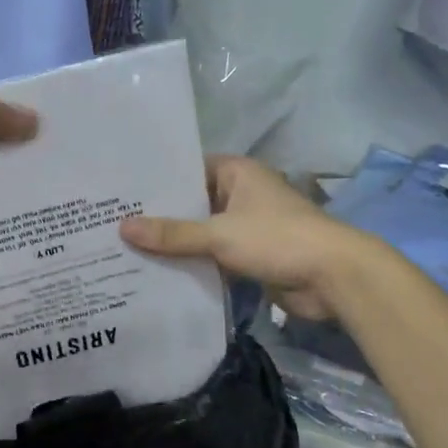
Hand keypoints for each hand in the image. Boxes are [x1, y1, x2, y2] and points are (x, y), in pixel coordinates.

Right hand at [120, 156, 360, 319]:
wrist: (334, 277)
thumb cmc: (278, 239)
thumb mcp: (219, 234)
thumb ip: (172, 234)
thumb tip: (122, 228)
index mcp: (237, 173)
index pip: (187, 169)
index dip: (157, 181)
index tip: (121, 192)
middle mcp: (240, 194)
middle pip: (192, 203)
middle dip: (160, 217)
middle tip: (113, 224)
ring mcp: (247, 226)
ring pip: (201, 232)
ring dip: (175, 244)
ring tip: (127, 250)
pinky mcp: (251, 256)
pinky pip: (213, 256)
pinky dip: (193, 264)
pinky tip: (159, 274)